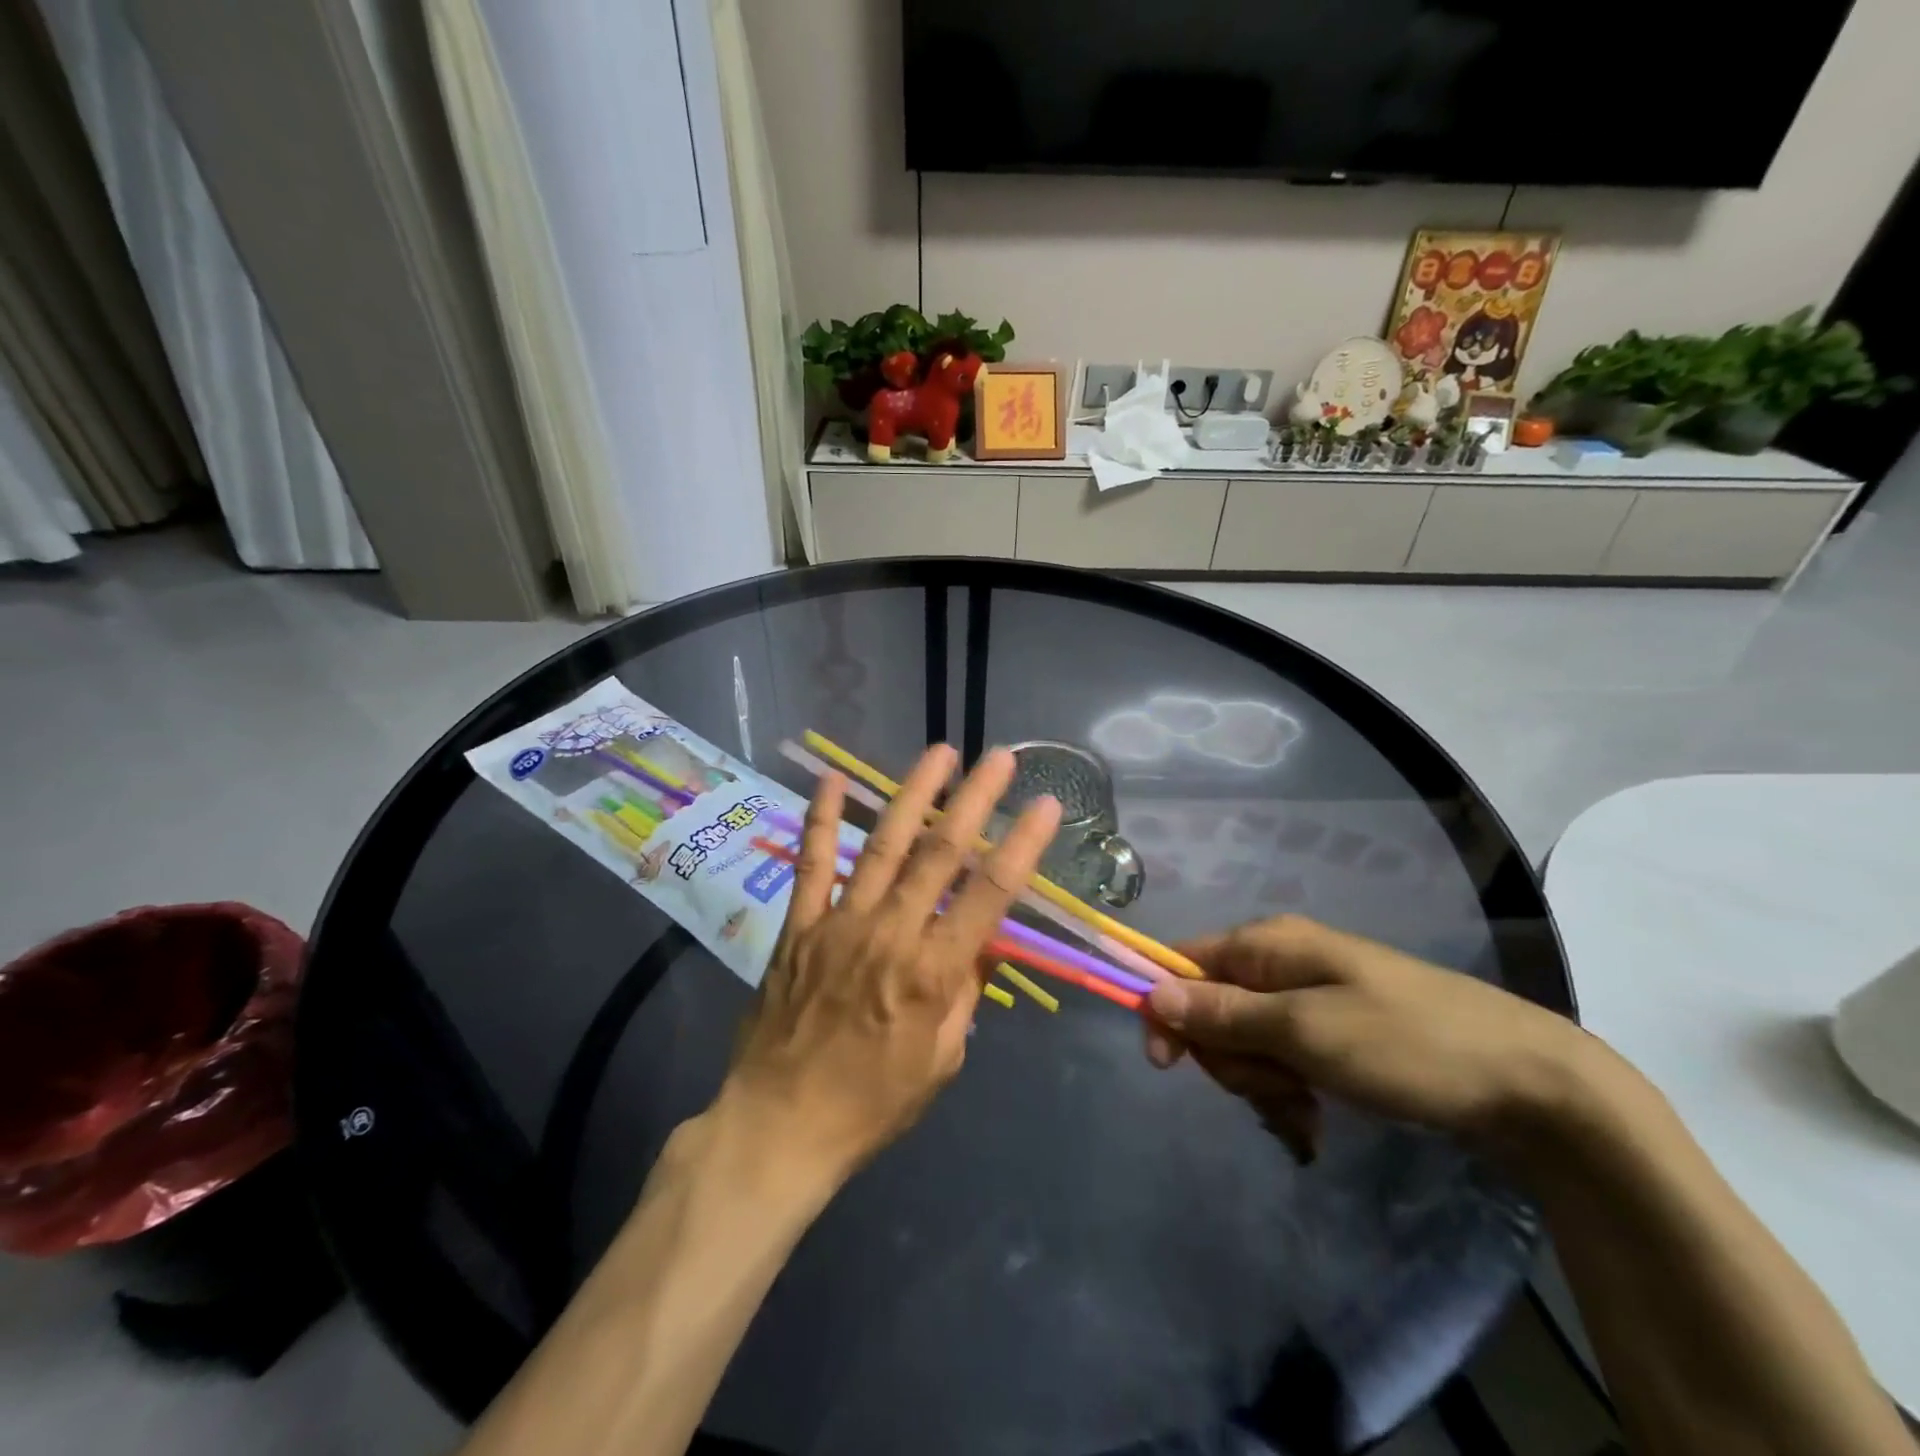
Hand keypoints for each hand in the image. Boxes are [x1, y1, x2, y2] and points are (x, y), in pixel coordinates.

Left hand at [719, 744, 1061, 1181]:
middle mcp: (891, 933)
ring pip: (884, 845)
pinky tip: (833, 779)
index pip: (990, 894)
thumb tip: (983, 943)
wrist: (780, 1127)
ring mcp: (840, 923)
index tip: (1046, 805)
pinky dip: (824, 819)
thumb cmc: (872, 1104)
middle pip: (941, 853)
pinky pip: (814, 864)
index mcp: (932, 972)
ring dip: (913, 794)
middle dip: (974, 800)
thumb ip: (964, 994)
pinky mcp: (800, 926)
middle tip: (998, 758)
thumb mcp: (941, 1061)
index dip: (1022, 845)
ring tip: (940, 753)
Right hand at [1144, 915, 1600, 1158]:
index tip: (1169, 1065)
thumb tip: (1152, 992)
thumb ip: (1224, 1013)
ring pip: (1247, 1040)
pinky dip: (1288, 1091)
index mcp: (1269, 944)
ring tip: (1304, 1113)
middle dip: (1229, 1057)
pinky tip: (1313, 1120)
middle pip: (1212, 1007)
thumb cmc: (1409, 1046)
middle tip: (1272, 1091)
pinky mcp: (1337, 1032)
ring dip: (1261, 1083)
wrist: (1533, 1084)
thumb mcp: (1307, 1032)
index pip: (1183, 962)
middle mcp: (1283, 962)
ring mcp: (1312, 997)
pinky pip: (1283, 1058)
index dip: (1166, 1008)